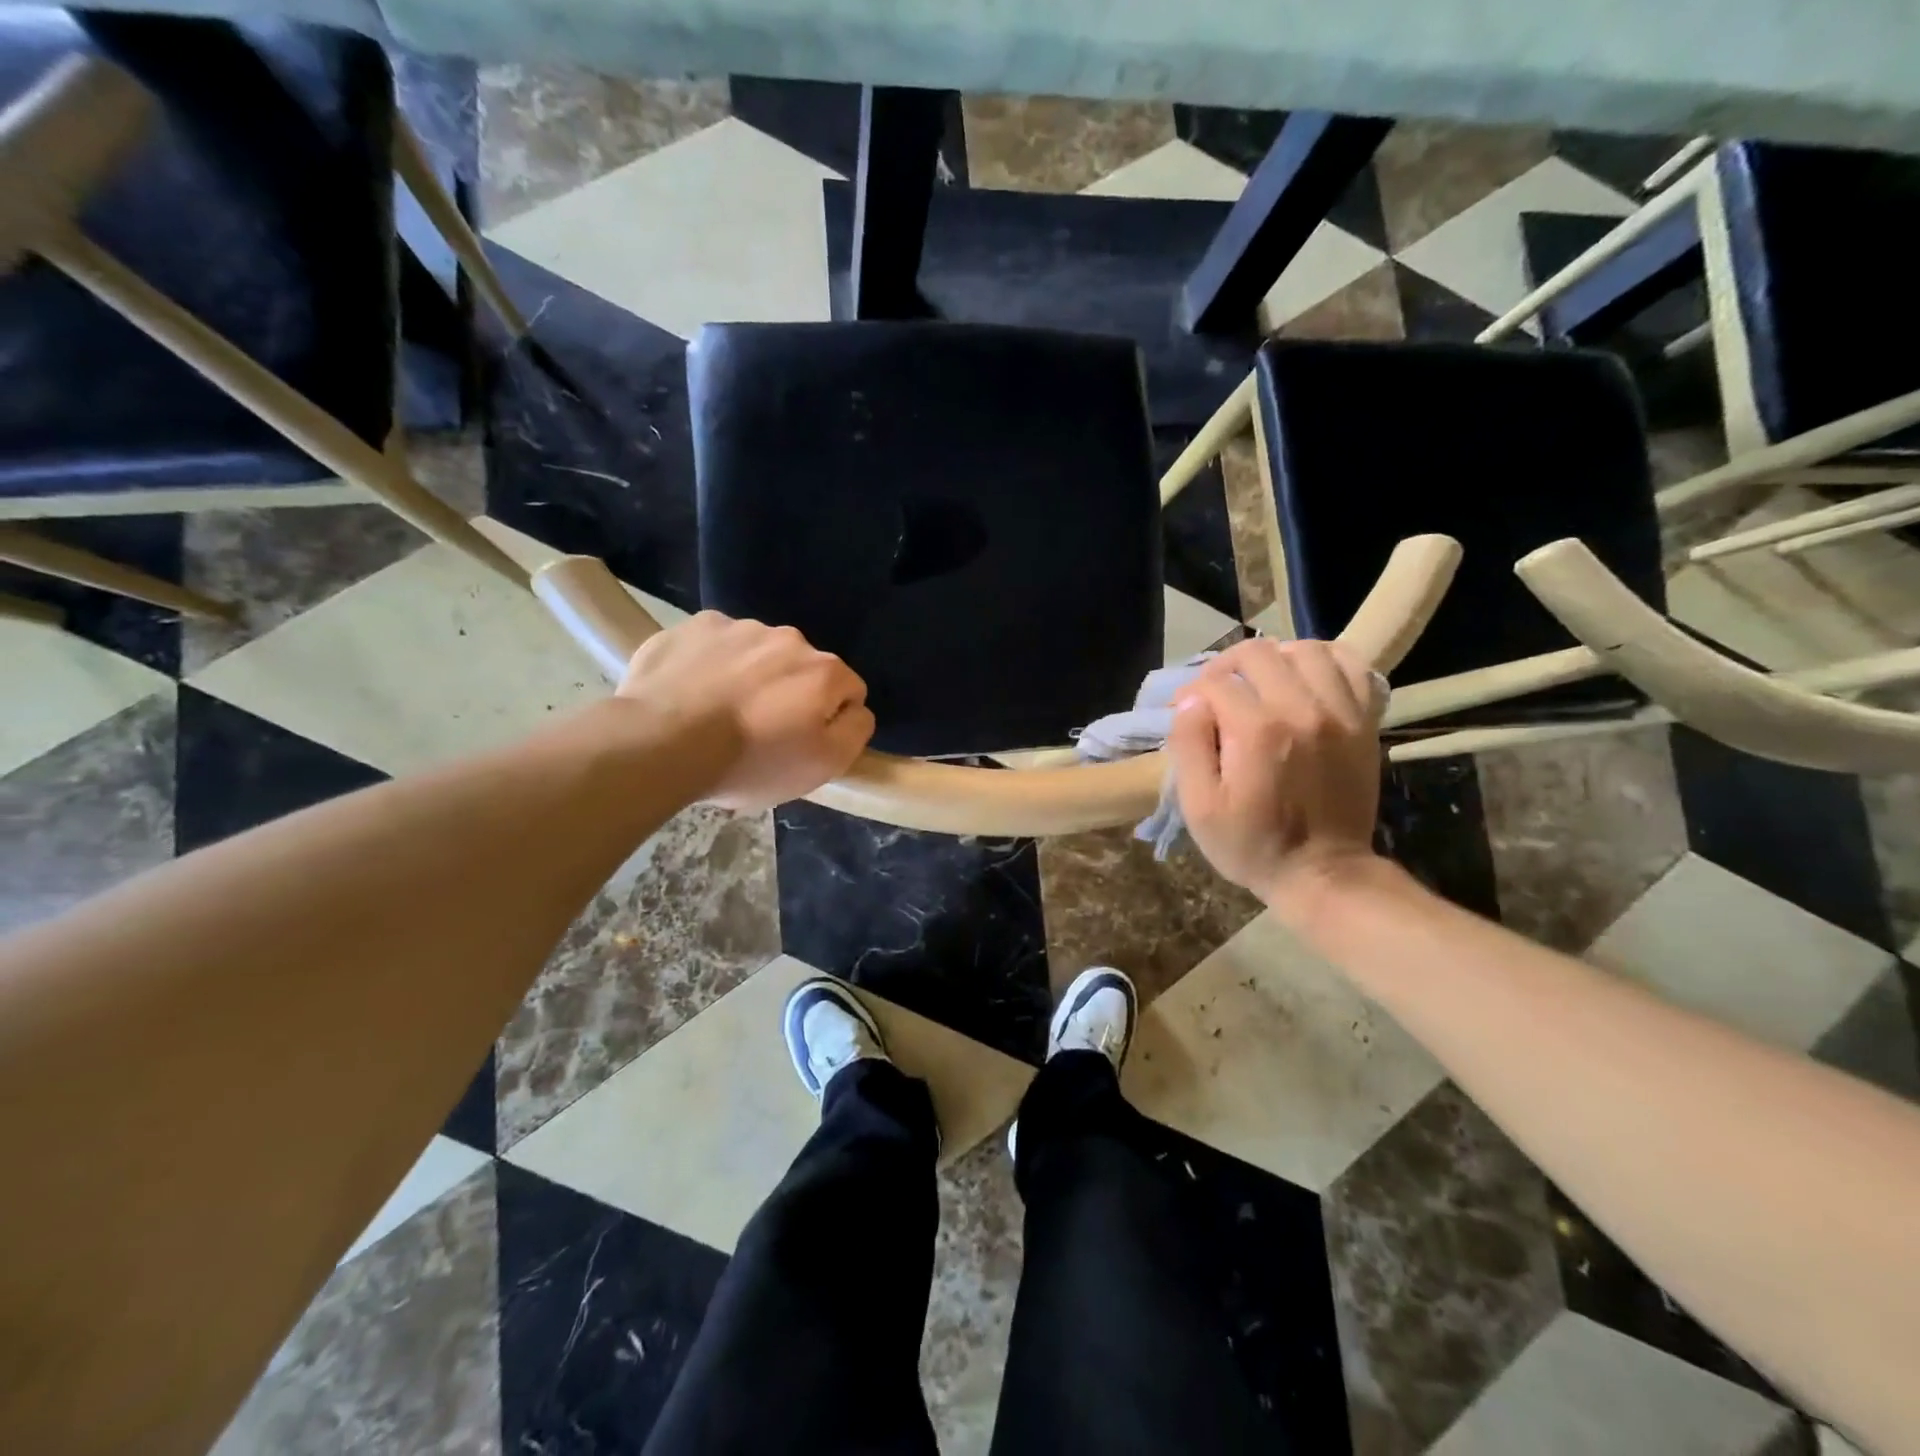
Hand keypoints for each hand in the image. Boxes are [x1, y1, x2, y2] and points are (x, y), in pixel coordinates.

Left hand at [617, 612, 874, 810]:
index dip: (830, 721)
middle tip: (760, 732)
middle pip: (803, 669)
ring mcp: (739, 627)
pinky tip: (693, 693)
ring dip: (750, 677)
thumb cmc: (750, 761)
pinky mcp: (694, 627)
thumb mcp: (823, 766)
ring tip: (720, 713)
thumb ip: (855, 731)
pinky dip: (711, 664)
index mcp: (825, 670)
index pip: (849, 691)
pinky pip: (715, 645)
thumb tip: (857, 708)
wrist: (661, 742)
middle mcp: (789, 638)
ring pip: (758, 654)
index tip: (802, 744)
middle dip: (790, 694)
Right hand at [1168, 638, 1383, 903]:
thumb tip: (1190, 702)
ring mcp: (1340, 712)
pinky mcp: (1364, 720)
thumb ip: (1188, 746)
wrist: (1323, 873)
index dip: (1190, 694)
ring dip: (1274, 659)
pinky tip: (1304, 678)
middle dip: (1225, 668)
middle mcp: (1302, 709)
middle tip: (1216, 694)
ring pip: (1304, 649)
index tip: (1184, 714)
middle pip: (1256, 654)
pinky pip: (1351, 665)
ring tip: (1260, 683)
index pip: (1214, 683)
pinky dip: (1324, 661)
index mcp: (1257, 731)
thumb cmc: (1252, 845)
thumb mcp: (1199, 808)